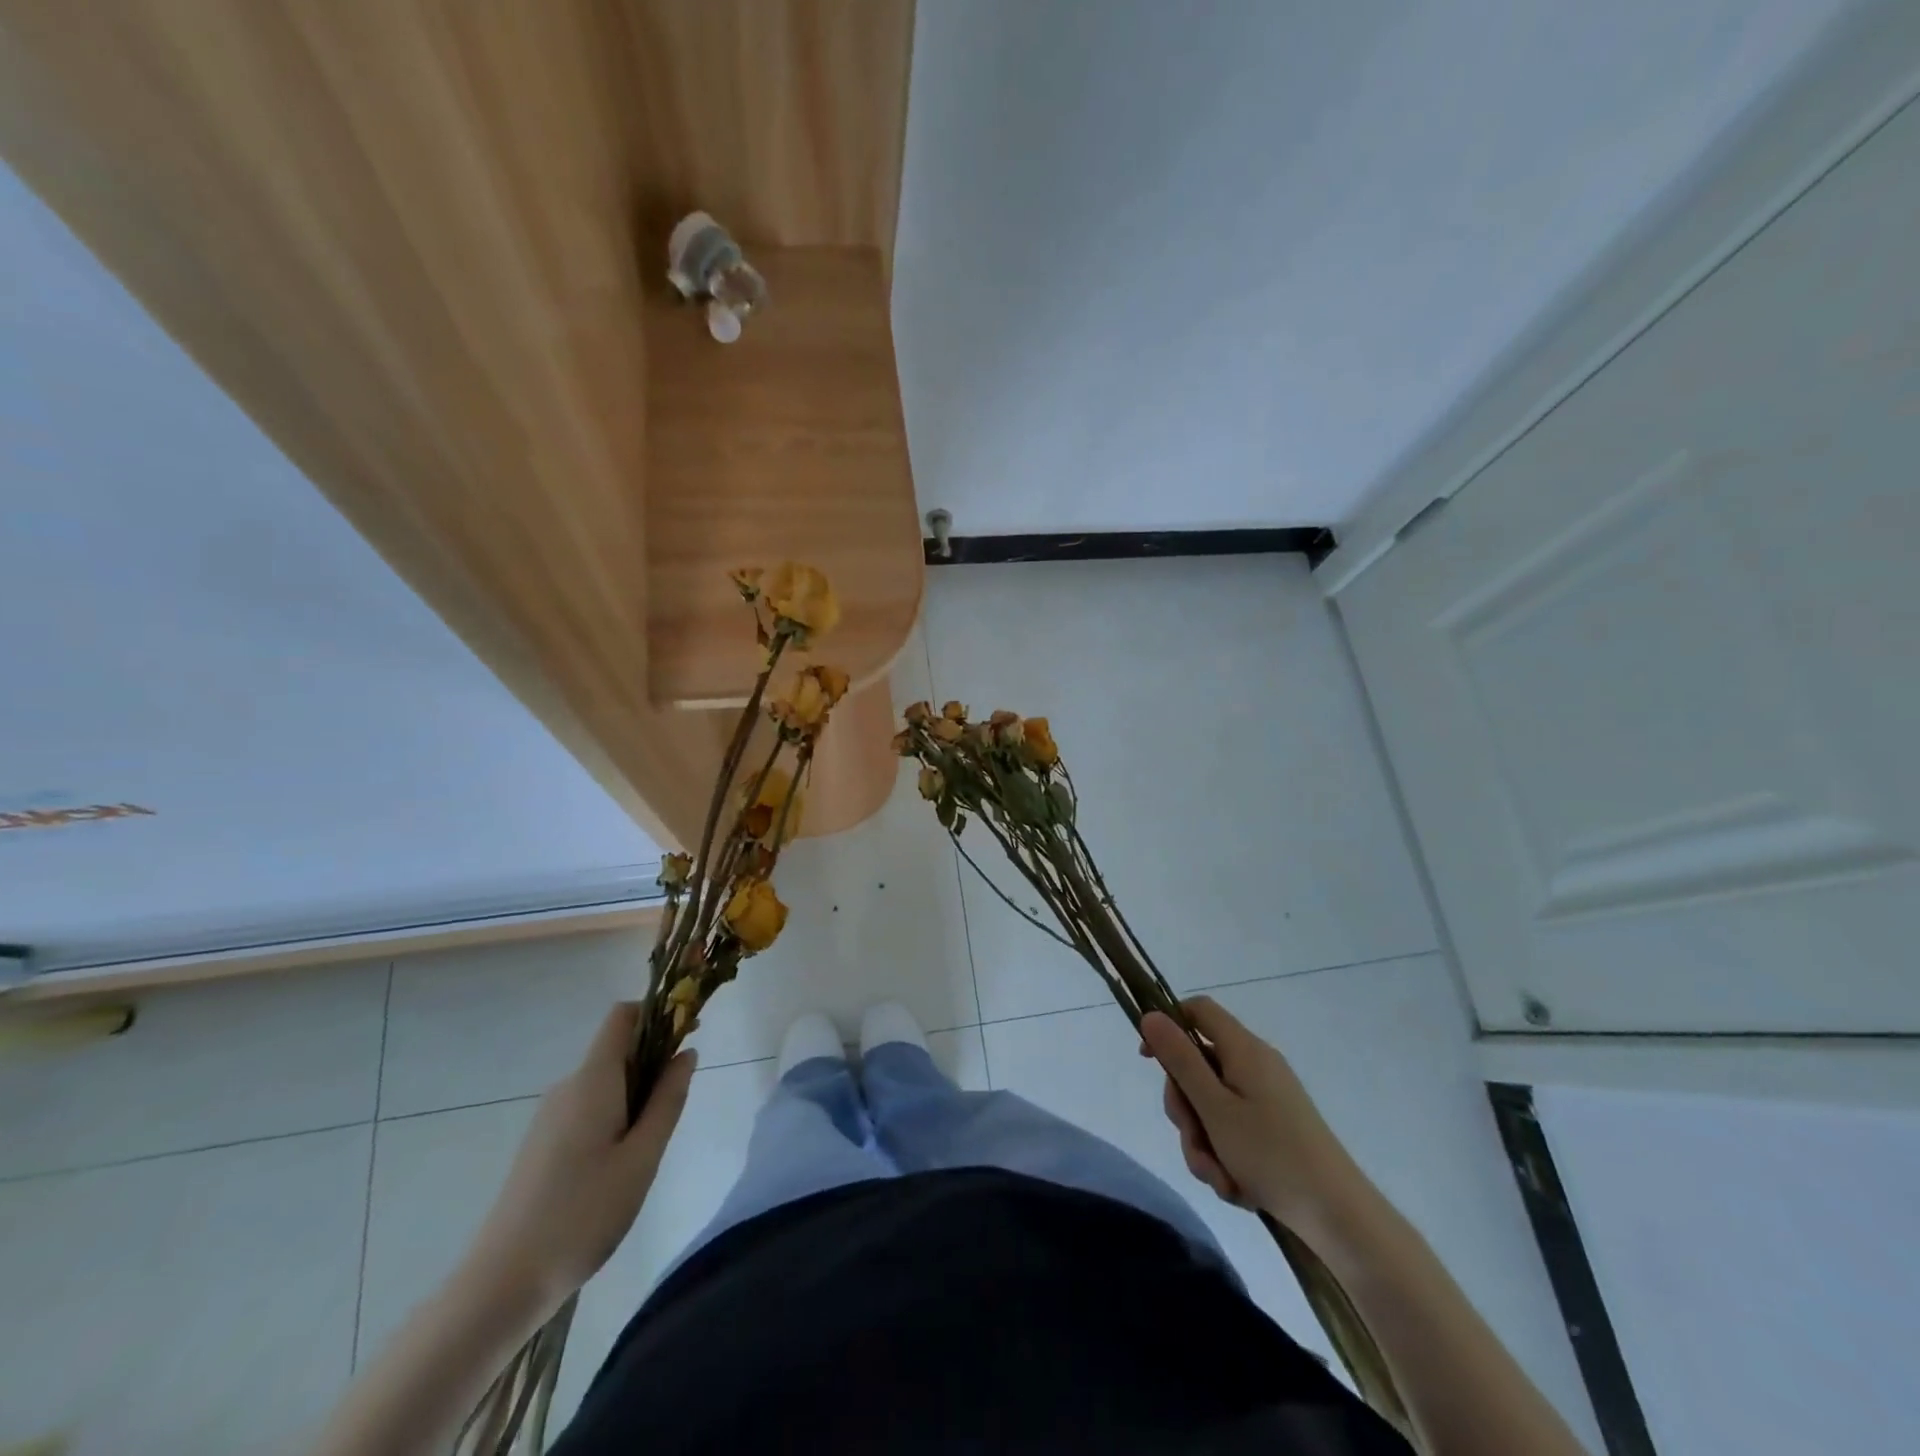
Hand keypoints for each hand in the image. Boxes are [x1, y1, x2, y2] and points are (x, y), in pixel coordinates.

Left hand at [465, 1003, 695, 1318]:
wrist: (501, 1285)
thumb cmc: (583, 1214)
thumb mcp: (642, 1157)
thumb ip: (668, 1100)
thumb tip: (686, 1053)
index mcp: (592, 1080)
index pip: (623, 1017)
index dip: (657, 1014)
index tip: (687, 1038)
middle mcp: (568, 1087)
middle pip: (618, 1050)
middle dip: (653, 1066)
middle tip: (670, 1117)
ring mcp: (550, 1116)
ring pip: (606, 1084)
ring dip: (635, 1098)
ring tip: (643, 1154)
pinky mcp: (542, 1143)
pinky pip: (589, 1109)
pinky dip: (614, 1118)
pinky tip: (615, 1170)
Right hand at [1140, 996, 1361, 1230]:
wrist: (1339, 1217)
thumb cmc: (1272, 1155)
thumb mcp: (1214, 1108)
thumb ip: (1179, 1060)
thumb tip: (1150, 1016)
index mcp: (1243, 1049)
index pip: (1197, 1010)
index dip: (1168, 1026)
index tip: (1150, 1060)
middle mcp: (1255, 1065)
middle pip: (1198, 1066)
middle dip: (1187, 1108)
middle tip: (1194, 1140)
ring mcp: (1267, 1097)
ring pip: (1211, 1105)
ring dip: (1205, 1142)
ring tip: (1220, 1178)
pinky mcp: (1275, 1127)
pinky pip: (1233, 1129)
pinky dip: (1226, 1155)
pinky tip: (1237, 1187)